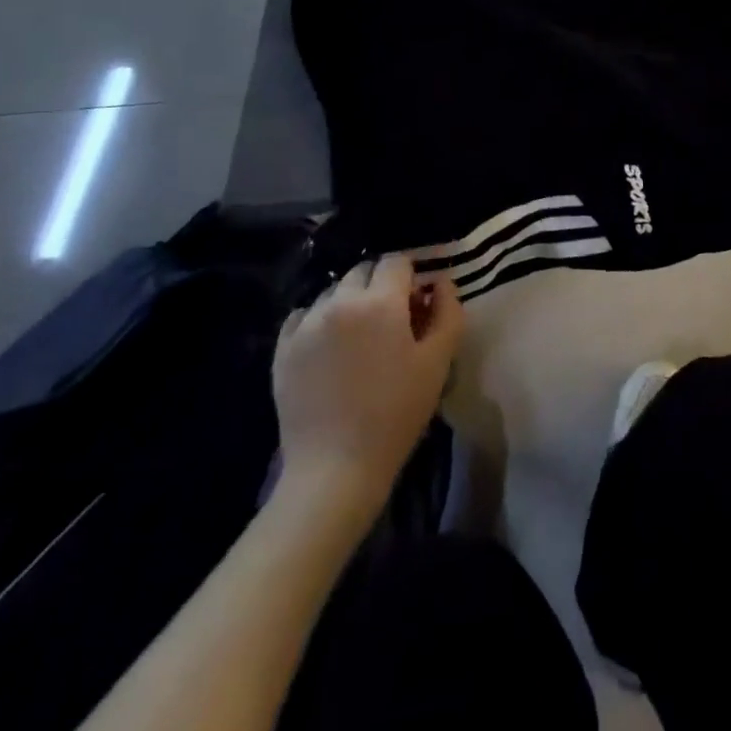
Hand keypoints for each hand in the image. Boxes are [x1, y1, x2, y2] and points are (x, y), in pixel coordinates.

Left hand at [270, 253, 463, 502]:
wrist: (335, 468)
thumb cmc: (395, 413)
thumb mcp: (438, 362)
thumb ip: (447, 311)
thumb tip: (440, 282)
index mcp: (379, 302)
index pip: (397, 261)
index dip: (411, 277)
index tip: (416, 304)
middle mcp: (339, 301)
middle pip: (364, 271)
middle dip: (380, 286)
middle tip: (390, 323)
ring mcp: (306, 323)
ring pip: (334, 292)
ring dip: (350, 302)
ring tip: (358, 339)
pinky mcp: (282, 348)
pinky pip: (304, 316)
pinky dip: (320, 321)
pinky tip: (330, 350)